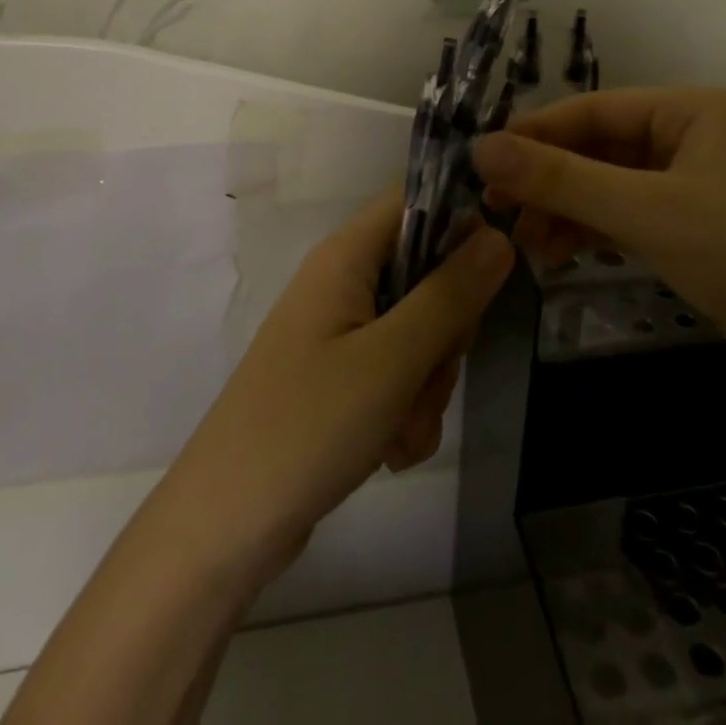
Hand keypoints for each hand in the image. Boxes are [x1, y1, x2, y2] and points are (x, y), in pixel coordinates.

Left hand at [159, 188, 514, 582]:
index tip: (487, 277)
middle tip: (431, 371)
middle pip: (426, 273)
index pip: (415, 201)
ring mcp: (340, 331)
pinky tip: (391, 451)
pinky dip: (406, 410)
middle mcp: (342, 282)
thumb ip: (451, 294)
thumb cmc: (309, 425)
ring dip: (427, 384)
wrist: (226, 525)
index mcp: (346, 256)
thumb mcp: (393, 358)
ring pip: (419, 332)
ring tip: (401, 428)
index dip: (459, 224)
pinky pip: (397, 373)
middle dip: (445, 332)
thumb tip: (499, 235)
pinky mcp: (340, 376)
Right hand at [471, 87, 725, 408]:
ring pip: (608, 187)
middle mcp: (690, 138)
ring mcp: (693, 187)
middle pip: (597, 149)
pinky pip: (627, 218)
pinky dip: (591, 233)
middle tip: (494, 211)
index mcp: (690, 110)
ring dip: (564, 211)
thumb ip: (560, 179)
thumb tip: (479, 147)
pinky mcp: (694, 232)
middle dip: (547, 181)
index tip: (479, 164)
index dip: (533, 135)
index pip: (591, 110)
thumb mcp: (646, 212)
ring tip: (522, 245)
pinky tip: (556, 255)